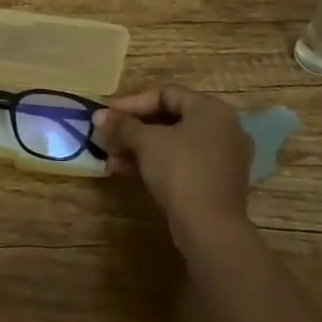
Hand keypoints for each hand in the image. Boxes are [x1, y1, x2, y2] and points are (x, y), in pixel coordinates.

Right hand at [96, 84, 252, 239]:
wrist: (210, 228)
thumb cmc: (180, 170)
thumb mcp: (146, 142)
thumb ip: (122, 125)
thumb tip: (98, 115)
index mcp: (211, 110)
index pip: (166, 94)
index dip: (132, 102)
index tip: (108, 114)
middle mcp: (223, 129)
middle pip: (170, 119)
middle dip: (134, 127)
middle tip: (108, 134)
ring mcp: (223, 158)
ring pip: (174, 143)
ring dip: (139, 147)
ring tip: (111, 156)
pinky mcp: (216, 183)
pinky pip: (182, 163)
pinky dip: (155, 163)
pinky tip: (125, 170)